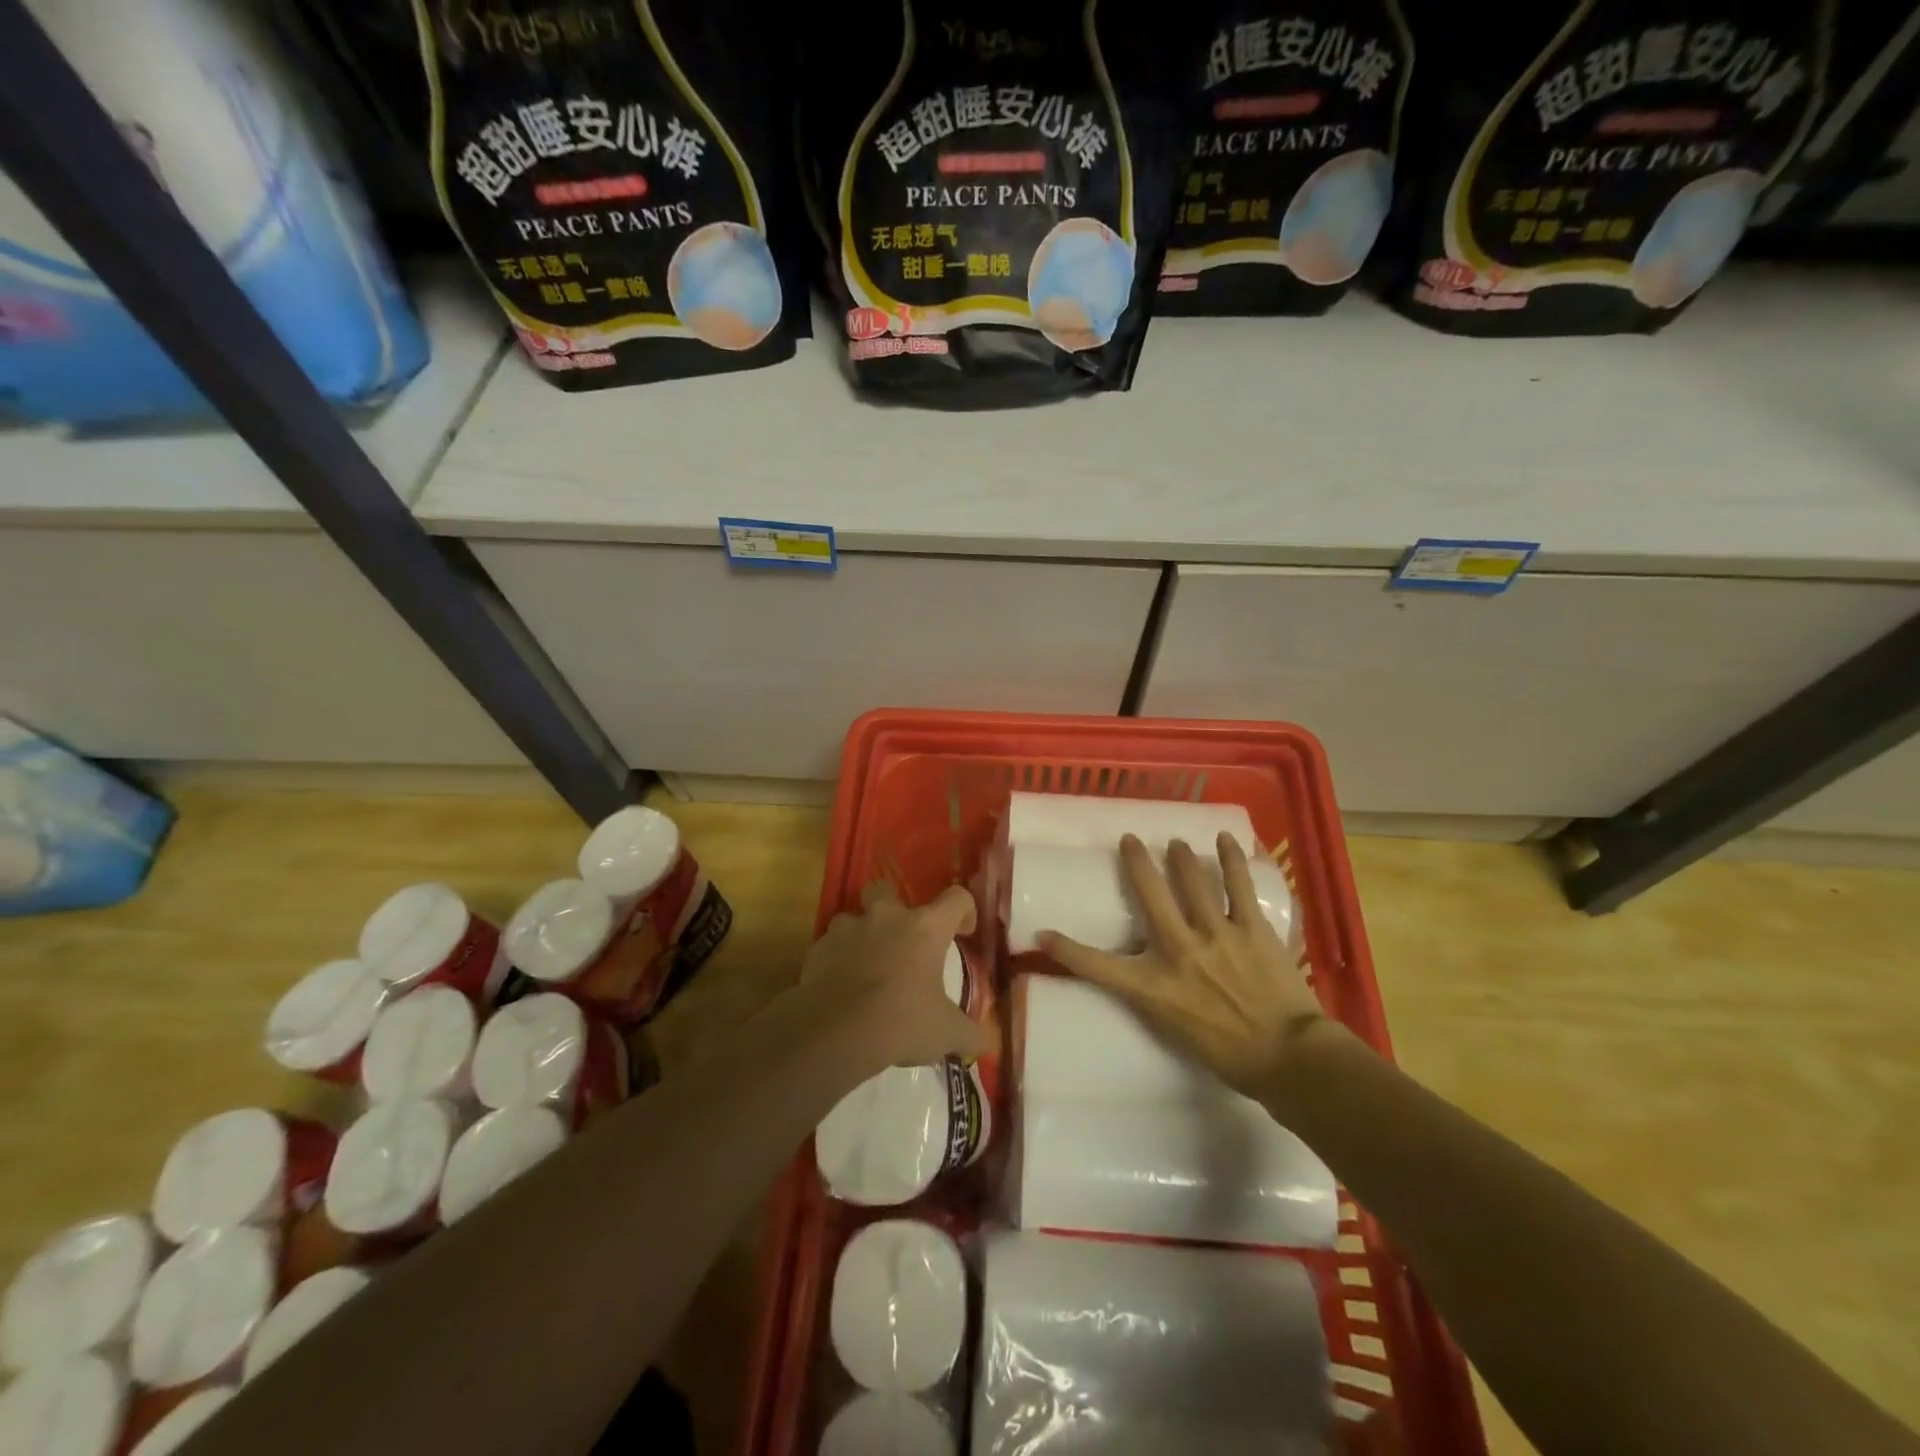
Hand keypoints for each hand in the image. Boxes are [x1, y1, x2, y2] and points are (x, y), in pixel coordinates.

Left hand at [802, 881, 994, 1069]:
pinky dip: (838, 958)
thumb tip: (987, 1041)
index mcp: (926, 928)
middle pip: (890, 891)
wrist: (835, 1033)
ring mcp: (848, 928)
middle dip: (896, 910)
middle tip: (903, 941)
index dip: (964, 911)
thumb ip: (970, 1033)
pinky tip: (841, 984)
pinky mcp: (819, 947)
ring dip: (863, 935)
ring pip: (856, 917)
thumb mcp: (946, 1034)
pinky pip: (831, 944)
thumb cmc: (901, 1023)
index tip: (963, 933)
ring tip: (868, 965)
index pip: (957, 898)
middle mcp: (887, 916)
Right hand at [1039, 833, 1335, 1103]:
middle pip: (1147, 894)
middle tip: (1129, 840)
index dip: (1066, 949)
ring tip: (1176, 843)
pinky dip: (1229, 858)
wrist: (1287, 1058)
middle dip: (1135, 862)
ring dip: (1180, 856)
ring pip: (1190, 880)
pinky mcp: (1250, 927)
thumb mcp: (1173, 1028)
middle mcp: (1178, 950)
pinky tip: (1223, 839)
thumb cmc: (1226, 1053)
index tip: (1043, 933)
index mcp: (1154, 985)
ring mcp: (1215, 933)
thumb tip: (1145, 973)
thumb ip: (1154, 994)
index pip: (1097, 966)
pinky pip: (1237, 884)